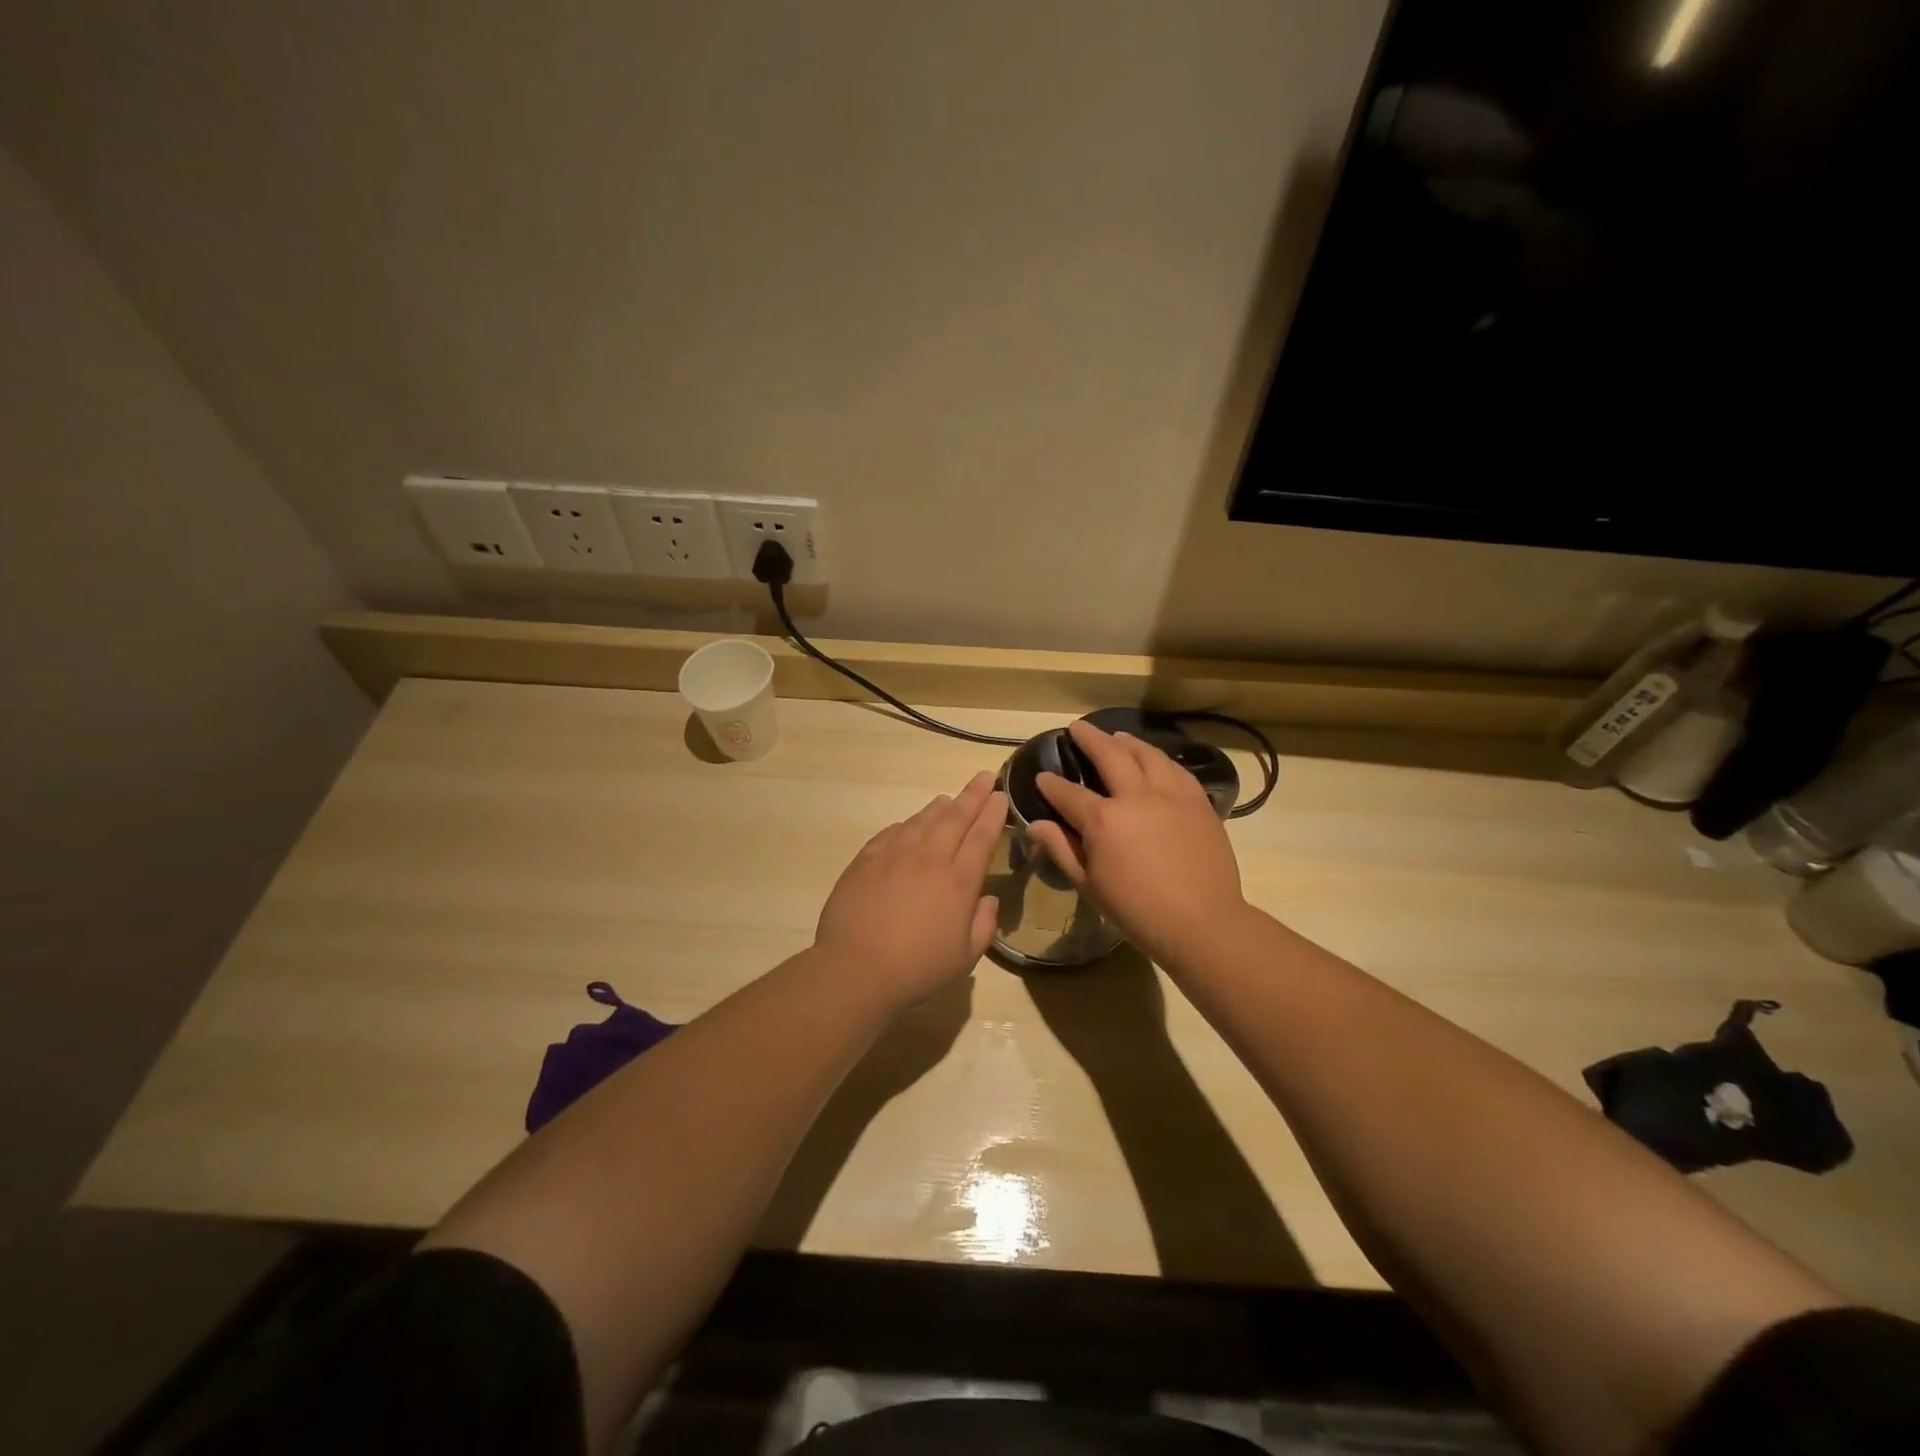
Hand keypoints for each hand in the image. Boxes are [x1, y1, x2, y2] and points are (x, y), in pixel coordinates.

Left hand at [813, 770, 1005, 1007]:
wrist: (856, 969)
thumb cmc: (917, 968)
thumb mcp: (965, 957)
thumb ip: (983, 924)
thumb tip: (987, 899)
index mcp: (959, 880)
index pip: (982, 836)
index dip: (993, 813)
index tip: (1000, 796)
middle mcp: (929, 858)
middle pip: (955, 817)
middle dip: (973, 795)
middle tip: (984, 776)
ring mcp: (895, 854)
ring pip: (923, 820)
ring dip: (940, 807)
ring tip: (950, 799)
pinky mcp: (866, 859)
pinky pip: (892, 832)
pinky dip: (907, 824)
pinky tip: (910, 825)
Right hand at [1028, 720, 1248, 962]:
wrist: (1202, 922)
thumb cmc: (1137, 911)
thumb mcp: (1090, 885)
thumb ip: (1062, 849)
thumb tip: (1035, 825)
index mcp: (1103, 819)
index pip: (1068, 793)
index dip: (1051, 784)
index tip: (1042, 777)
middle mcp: (1135, 796)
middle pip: (1109, 755)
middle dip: (1089, 739)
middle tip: (1077, 728)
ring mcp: (1170, 795)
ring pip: (1147, 754)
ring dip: (1127, 742)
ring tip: (1116, 737)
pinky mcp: (1198, 802)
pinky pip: (1176, 769)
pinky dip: (1160, 759)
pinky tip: (1155, 759)